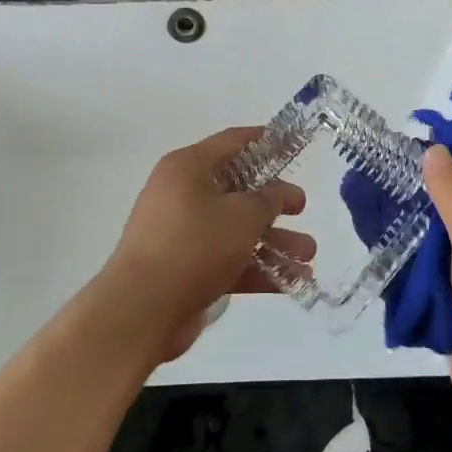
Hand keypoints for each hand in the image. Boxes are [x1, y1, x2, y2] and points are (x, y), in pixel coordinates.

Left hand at [103, 127, 313, 362]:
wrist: (142, 310)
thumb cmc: (195, 245)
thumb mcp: (242, 215)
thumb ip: (269, 198)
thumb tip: (280, 191)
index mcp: (188, 168)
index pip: (231, 142)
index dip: (263, 141)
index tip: (291, 144)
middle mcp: (182, 194)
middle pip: (237, 190)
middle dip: (275, 204)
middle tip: (303, 208)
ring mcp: (182, 234)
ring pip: (236, 230)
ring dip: (274, 241)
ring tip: (309, 255)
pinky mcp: (185, 269)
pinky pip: (228, 260)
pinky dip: (257, 268)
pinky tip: (294, 282)